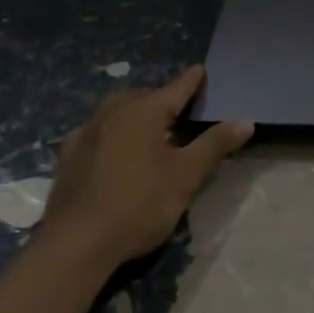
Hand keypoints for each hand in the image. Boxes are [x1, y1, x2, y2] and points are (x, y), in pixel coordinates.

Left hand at [41, 66, 253, 270]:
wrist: (77, 242)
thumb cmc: (140, 204)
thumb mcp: (186, 176)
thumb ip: (215, 145)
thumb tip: (245, 121)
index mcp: (144, 111)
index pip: (176, 87)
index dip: (192, 80)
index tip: (201, 70)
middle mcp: (112, 112)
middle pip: (143, 96)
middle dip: (161, 98)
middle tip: (178, 110)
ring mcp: (85, 132)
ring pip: (115, 110)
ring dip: (133, 113)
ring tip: (147, 128)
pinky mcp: (68, 155)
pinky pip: (95, 132)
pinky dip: (110, 133)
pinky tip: (111, 150)